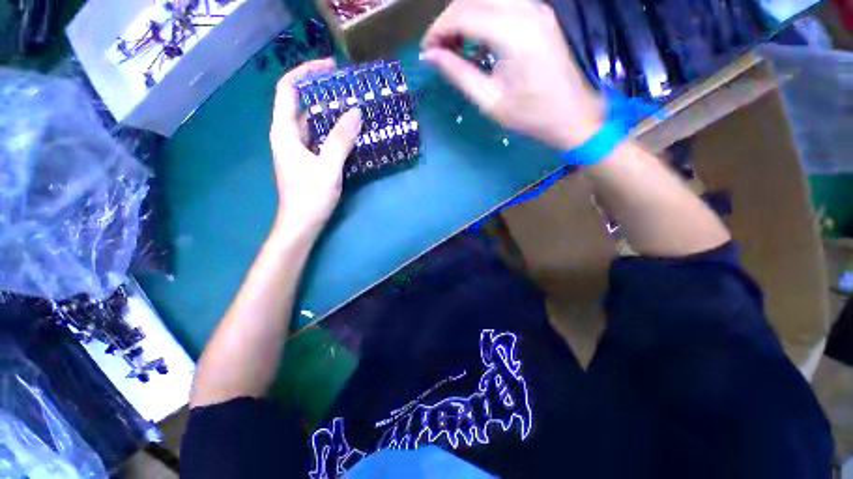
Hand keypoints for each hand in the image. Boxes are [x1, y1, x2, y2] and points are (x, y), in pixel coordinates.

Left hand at [270, 59, 361, 234]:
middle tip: (347, 88)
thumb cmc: (310, 197)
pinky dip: (331, 130)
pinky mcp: (307, 160)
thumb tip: (355, 111)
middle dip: (321, 91)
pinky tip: (348, 132)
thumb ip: (341, 140)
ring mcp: (298, 149)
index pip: (288, 90)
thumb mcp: (328, 167)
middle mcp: (288, 136)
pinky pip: (318, 137)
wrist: (301, 225)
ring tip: (351, 105)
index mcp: (284, 132)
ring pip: (311, 121)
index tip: (330, 67)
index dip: (306, 73)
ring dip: (328, 111)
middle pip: (299, 103)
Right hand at [421, 0, 602, 149]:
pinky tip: (475, 39)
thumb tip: (431, 56)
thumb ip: (458, 73)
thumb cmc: (530, 115)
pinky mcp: (538, 13)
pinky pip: (501, 3)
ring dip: (464, 15)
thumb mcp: (489, 100)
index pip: (462, 14)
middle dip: (448, 20)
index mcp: (513, 33)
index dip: (438, 30)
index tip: (426, 51)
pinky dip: (481, 15)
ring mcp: (535, 7)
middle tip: (438, 50)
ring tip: (454, 46)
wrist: (571, 114)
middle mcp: (525, 9)